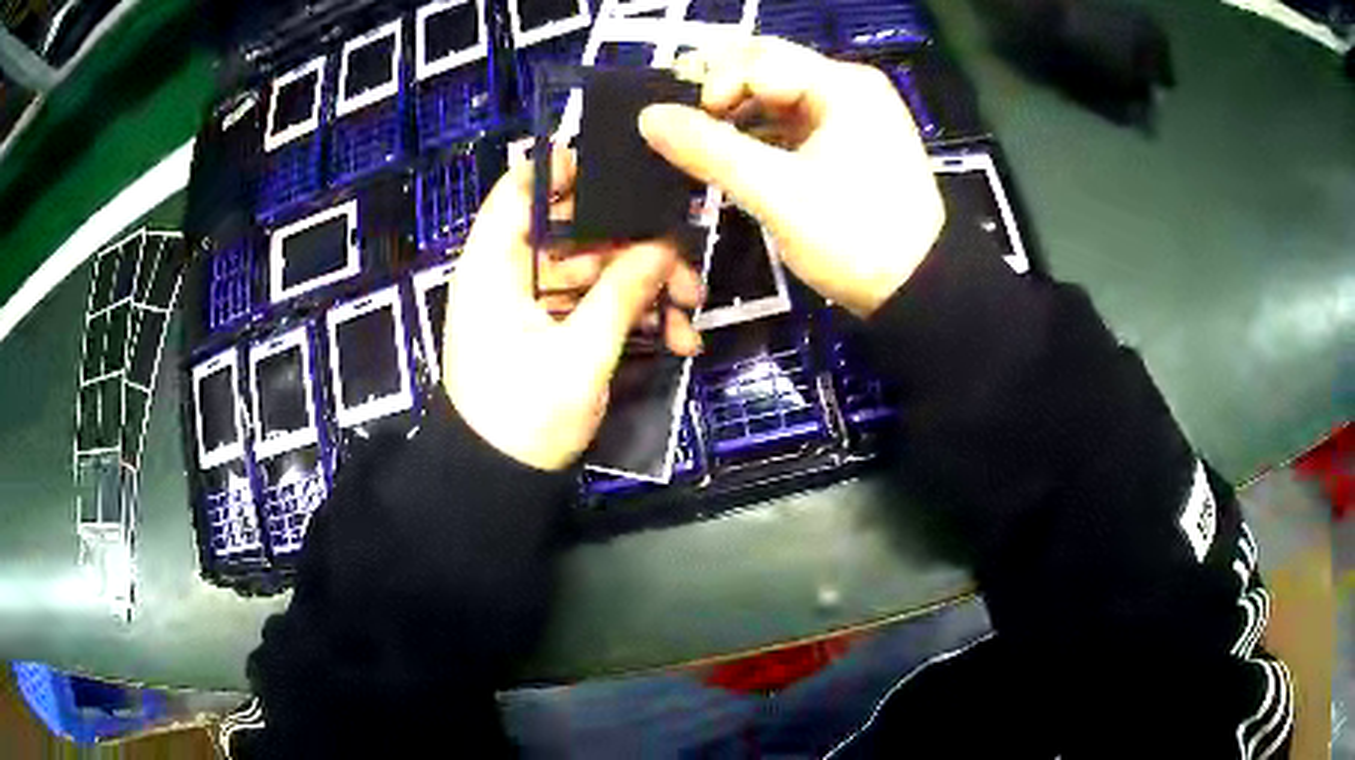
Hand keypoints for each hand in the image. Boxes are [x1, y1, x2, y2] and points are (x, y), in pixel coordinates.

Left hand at [443, 149, 702, 471]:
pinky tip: (677, 340)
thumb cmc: (524, 417)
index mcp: (494, 267)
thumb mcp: (579, 355)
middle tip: (686, 269)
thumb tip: (665, 246)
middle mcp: (510, 274)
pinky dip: (632, 318)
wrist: (499, 483)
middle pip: (575, 233)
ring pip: (594, 272)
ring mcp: (533, 304)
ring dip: (645, 289)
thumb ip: (623, 294)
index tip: (624, 173)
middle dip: (635, 249)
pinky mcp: (551, 331)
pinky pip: (594, 307)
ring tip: (691, 316)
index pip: (519, 191)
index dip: (564, 171)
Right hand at [639, 37, 944, 318]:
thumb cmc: (854, 237)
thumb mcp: (776, 193)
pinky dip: (762, 135)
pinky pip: (794, 123)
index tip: (690, 128)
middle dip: (723, 92)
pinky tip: (736, 156)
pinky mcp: (851, 143)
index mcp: (842, 85)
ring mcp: (853, 115)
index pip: (759, 59)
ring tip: (705, 144)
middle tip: (687, 124)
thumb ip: (710, 149)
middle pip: (769, 69)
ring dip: (739, 115)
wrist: (918, 290)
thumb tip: (648, 116)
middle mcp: (850, 88)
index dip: (715, 85)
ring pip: (779, 97)